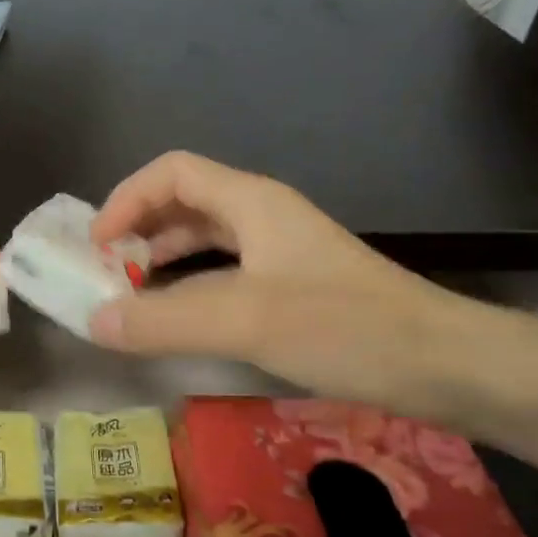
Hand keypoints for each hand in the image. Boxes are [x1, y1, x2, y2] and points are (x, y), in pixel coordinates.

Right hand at [88, 151, 470, 405]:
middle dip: (138, 227)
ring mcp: (279, 250)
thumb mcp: (244, 321)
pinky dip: (189, 282)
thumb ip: (162, 321)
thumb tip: (92, 323)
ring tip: (130, 290)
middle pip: (184, 200)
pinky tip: (178, 314)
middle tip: (105, 268)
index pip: (172, 172)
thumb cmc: (344, 326)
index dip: (127, 198)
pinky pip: (223, 269)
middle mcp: (262, 215)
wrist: (445, 364)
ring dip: (161, 255)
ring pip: (204, 235)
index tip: (97, 244)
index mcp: (251, 202)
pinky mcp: (291, 285)